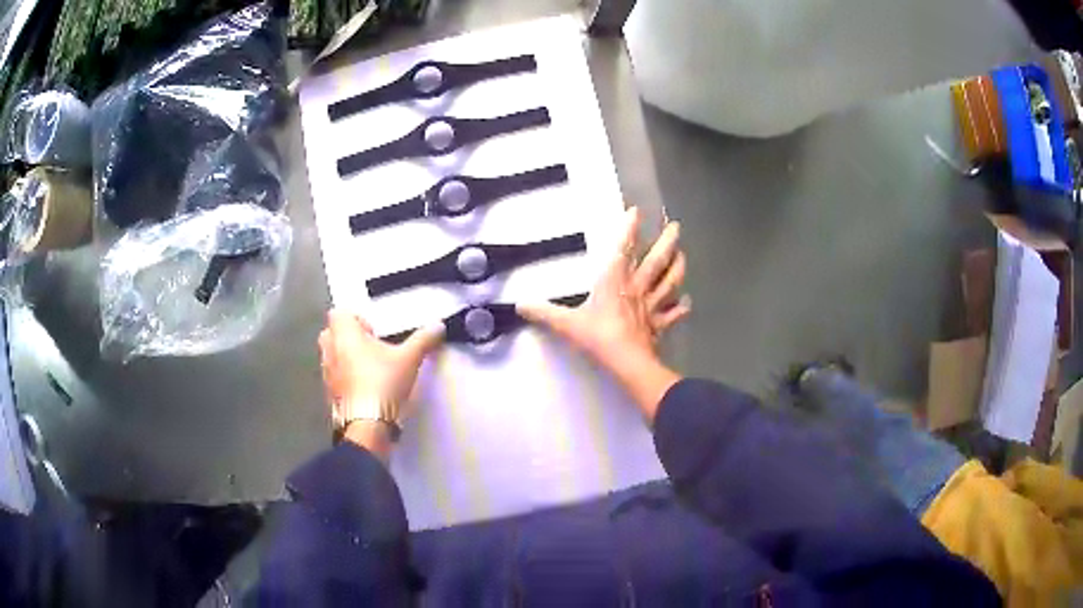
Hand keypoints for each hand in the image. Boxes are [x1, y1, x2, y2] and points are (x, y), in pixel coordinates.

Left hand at [318, 310, 443, 459]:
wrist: (367, 424)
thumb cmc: (383, 382)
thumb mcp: (409, 358)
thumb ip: (423, 339)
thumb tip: (438, 326)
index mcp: (344, 334)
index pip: (338, 312)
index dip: (355, 318)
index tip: (373, 330)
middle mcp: (330, 350)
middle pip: (332, 333)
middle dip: (348, 336)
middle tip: (371, 346)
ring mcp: (326, 373)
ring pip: (332, 356)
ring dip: (345, 357)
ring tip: (368, 368)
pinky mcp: (328, 393)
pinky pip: (334, 377)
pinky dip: (345, 378)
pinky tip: (364, 388)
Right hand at [518, 207, 688, 420]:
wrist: (626, 362)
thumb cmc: (598, 336)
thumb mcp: (566, 324)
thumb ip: (544, 312)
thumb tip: (519, 304)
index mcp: (615, 281)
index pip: (623, 249)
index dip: (629, 229)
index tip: (637, 210)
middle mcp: (637, 288)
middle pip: (656, 260)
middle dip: (667, 242)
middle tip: (676, 225)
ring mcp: (651, 306)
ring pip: (670, 282)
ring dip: (678, 267)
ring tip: (683, 254)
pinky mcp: (659, 324)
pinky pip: (673, 314)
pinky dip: (681, 308)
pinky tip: (687, 302)